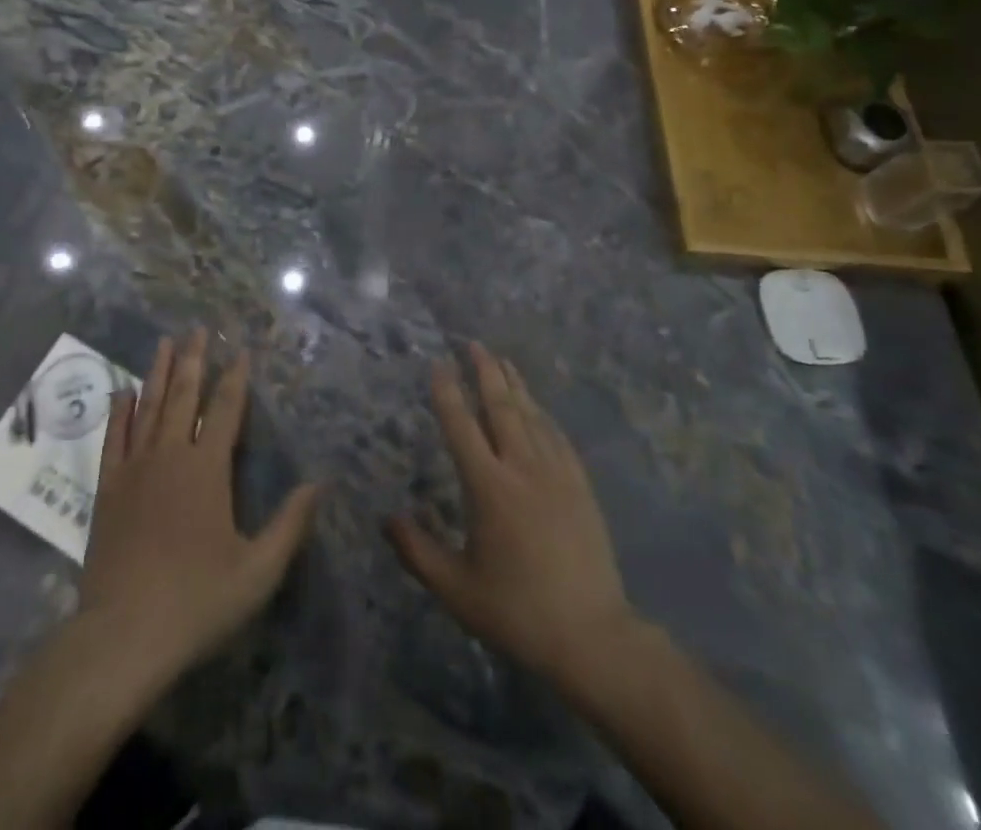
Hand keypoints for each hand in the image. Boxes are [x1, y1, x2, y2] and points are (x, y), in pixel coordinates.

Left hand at [81, 330, 319, 683]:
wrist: (122, 636)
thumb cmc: (196, 602)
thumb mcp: (257, 572)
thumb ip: (290, 525)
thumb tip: (319, 483)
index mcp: (208, 469)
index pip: (226, 410)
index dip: (234, 378)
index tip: (239, 350)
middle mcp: (171, 455)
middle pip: (184, 396)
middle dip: (193, 360)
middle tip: (197, 329)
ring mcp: (135, 469)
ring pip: (148, 407)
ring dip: (158, 372)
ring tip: (164, 341)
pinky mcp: (108, 488)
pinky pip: (114, 437)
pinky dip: (119, 411)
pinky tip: (122, 391)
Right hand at [387, 343, 635, 681]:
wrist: (592, 637)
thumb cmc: (517, 611)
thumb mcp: (456, 589)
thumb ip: (417, 552)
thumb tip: (387, 518)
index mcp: (489, 488)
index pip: (462, 426)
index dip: (447, 392)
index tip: (438, 363)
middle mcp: (523, 469)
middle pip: (501, 408)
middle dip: (485, 372)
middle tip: (473, 343)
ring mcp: (557, 475)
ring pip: (531, 416)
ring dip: (515, 385)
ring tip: (502, 360)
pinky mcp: (580, 487)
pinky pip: (557, 437)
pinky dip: (542, 414)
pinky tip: (537, 407)